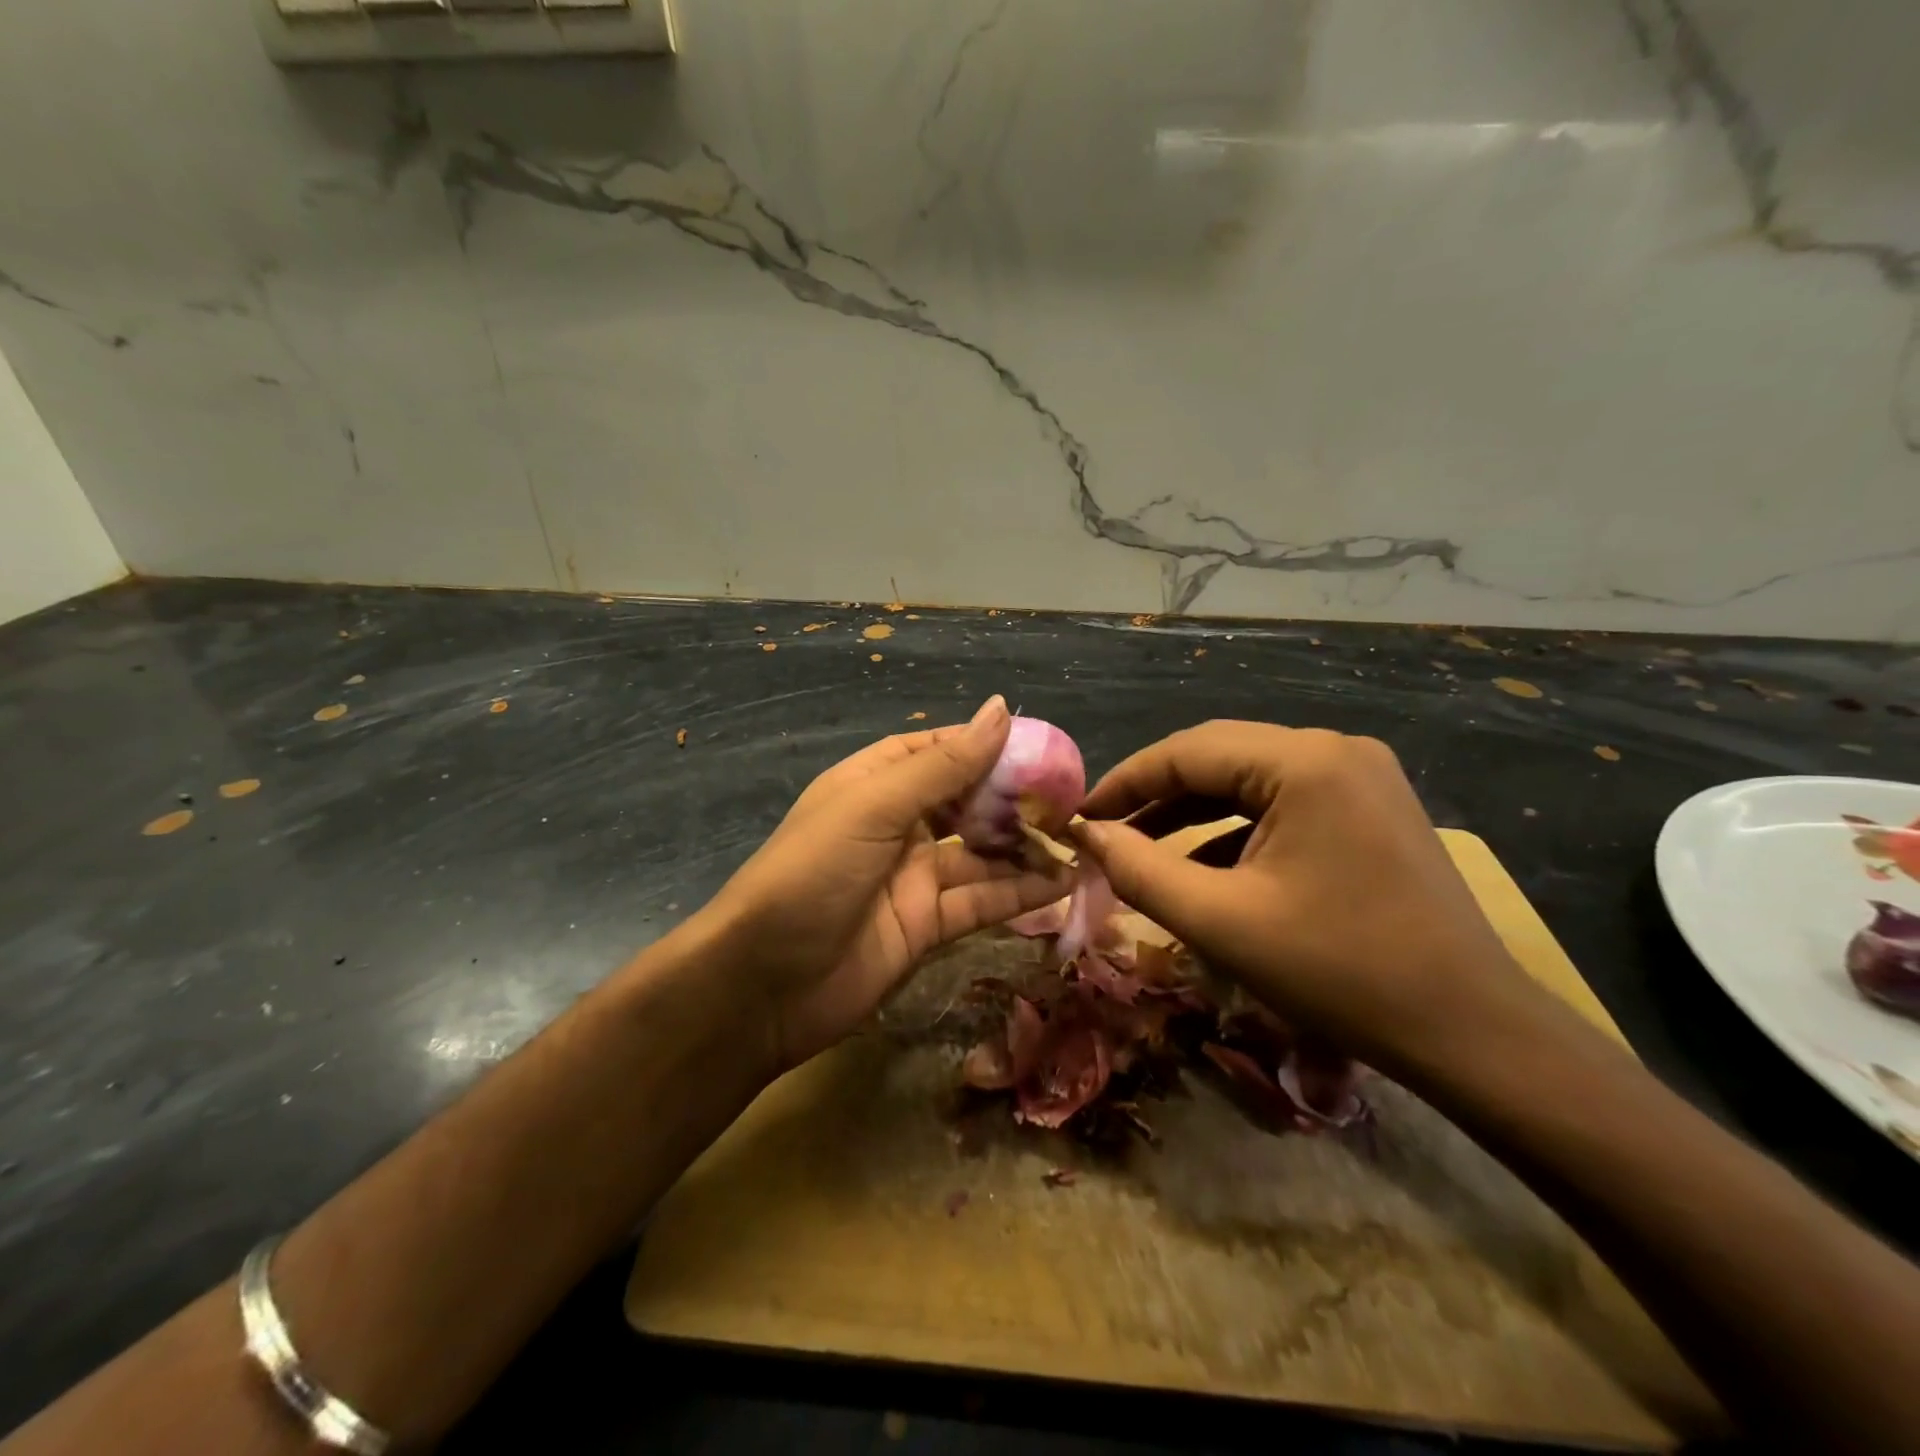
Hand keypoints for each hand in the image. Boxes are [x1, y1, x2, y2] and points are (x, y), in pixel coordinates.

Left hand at [703, 696, 1069, 1073]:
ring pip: (981, 854)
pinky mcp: (928, 925)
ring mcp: (914, 877)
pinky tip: (1062, 882)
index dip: (985, 745)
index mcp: (874, 784)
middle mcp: (897, 825)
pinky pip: (982, 900)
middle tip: (1070, 797)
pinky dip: (1020, 892)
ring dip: (1025, 847)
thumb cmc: (812, 874)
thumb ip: (942, 766)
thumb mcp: (875, 807)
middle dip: (1014, 798)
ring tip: (1079, 839)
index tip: (1040, 744)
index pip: (937, 751)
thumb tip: (1000, 710)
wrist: (763, 985)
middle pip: (966, 802)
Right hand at [1069, 722, 1542, 1075]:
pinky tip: (1203, 864)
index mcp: (1304, 761)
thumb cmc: (1339, 972)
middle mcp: (1335, 749)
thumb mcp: (1219, 922)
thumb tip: (1086, 834)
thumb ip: (1139, 870)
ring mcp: (1360, 776)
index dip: (1123, 782)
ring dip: (1192, 812)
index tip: (1077, 817)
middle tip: (1103, 830)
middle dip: (1155, 794)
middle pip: (1219, 757)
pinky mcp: (1370, 807)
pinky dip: (1235, 829)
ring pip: (1250, 780)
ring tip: (1140, 847)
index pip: (1186, 751)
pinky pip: (1283, 803)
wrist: (1471, 1031)